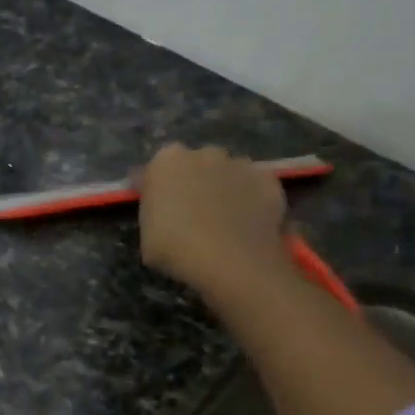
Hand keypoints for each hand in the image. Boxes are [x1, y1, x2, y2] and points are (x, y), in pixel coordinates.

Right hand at [137, 143, 293, 304]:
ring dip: (224, 189)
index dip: (158, 190)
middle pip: (195, 165)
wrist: (231, 262)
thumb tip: (162, 209)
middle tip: (192, 215)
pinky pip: (255, 187)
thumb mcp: (146, 236)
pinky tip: (247, 224)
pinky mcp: (268, 179)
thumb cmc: (177, 249)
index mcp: (166, 161)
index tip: (159, 209)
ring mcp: (240, 163)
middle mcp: (203, 153)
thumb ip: (153, 212)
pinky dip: (251, 200)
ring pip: (228, 173)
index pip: (155, 170)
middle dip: (193, 182)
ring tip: (224, 221)